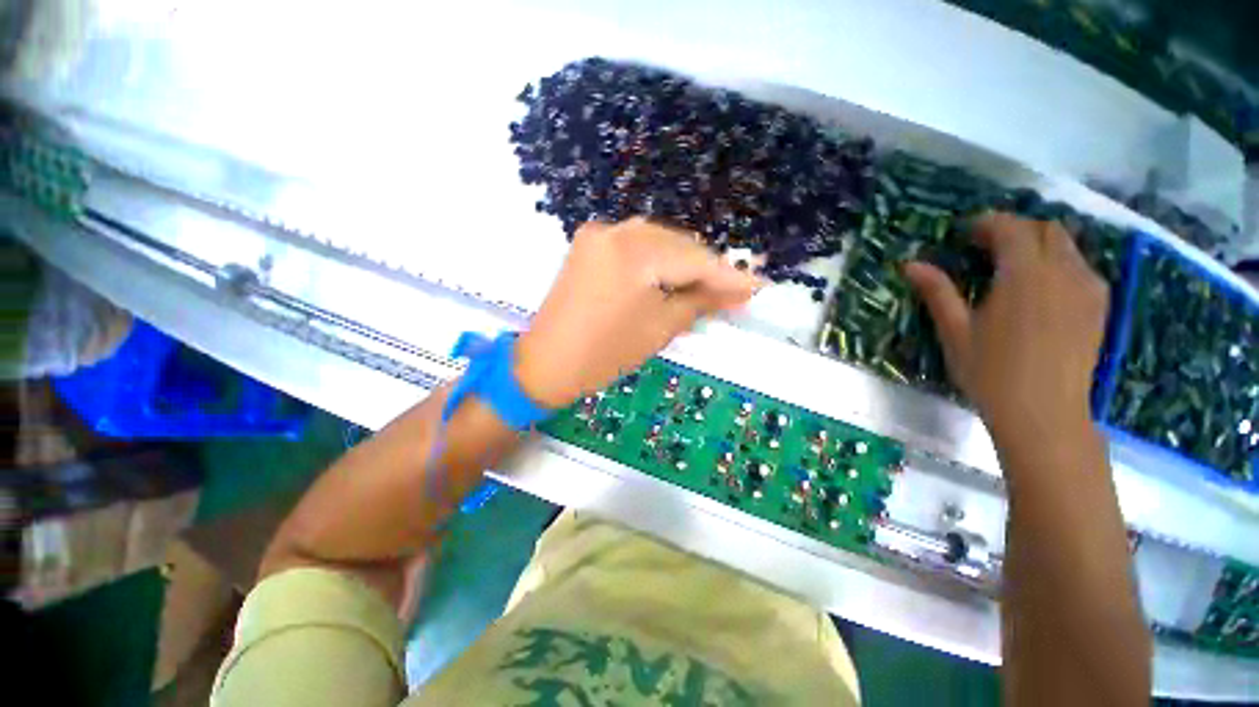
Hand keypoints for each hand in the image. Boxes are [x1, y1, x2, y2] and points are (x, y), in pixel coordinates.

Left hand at [515, 217, 762, 407]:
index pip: (694, 259)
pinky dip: (658, 259)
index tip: (758, 285)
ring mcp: (598, 234)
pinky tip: (672, 275)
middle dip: (706, 267)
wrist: (547, 363)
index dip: (728, 275)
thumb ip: (700, 301)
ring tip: (707, 284)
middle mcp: (616, 231)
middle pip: (677, 244)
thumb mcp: (659, 328)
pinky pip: (635, 245)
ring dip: (683, 261)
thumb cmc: (605, 354)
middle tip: (734, 289)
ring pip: (657, 241)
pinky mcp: (588, 244)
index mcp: (634, 253)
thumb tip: (739, 290)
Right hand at [904, 213, 1109, 440]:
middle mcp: (1063, 271)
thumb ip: (938, 292)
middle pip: (1046, 229)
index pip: (1011, 228)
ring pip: (1068, 246)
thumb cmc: (991, 372)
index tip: (966, 233)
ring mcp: (1087, 288)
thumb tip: (910, 264)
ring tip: (1013, 266)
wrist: (1044, 414)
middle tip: (987, 247)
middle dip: (1016, 229)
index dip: (988, 224)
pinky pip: (1081, 267)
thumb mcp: (956, 331)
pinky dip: (1059, 263)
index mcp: (1024, 275)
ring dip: (1039, 245)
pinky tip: (1041, 288)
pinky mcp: (1098, 306)